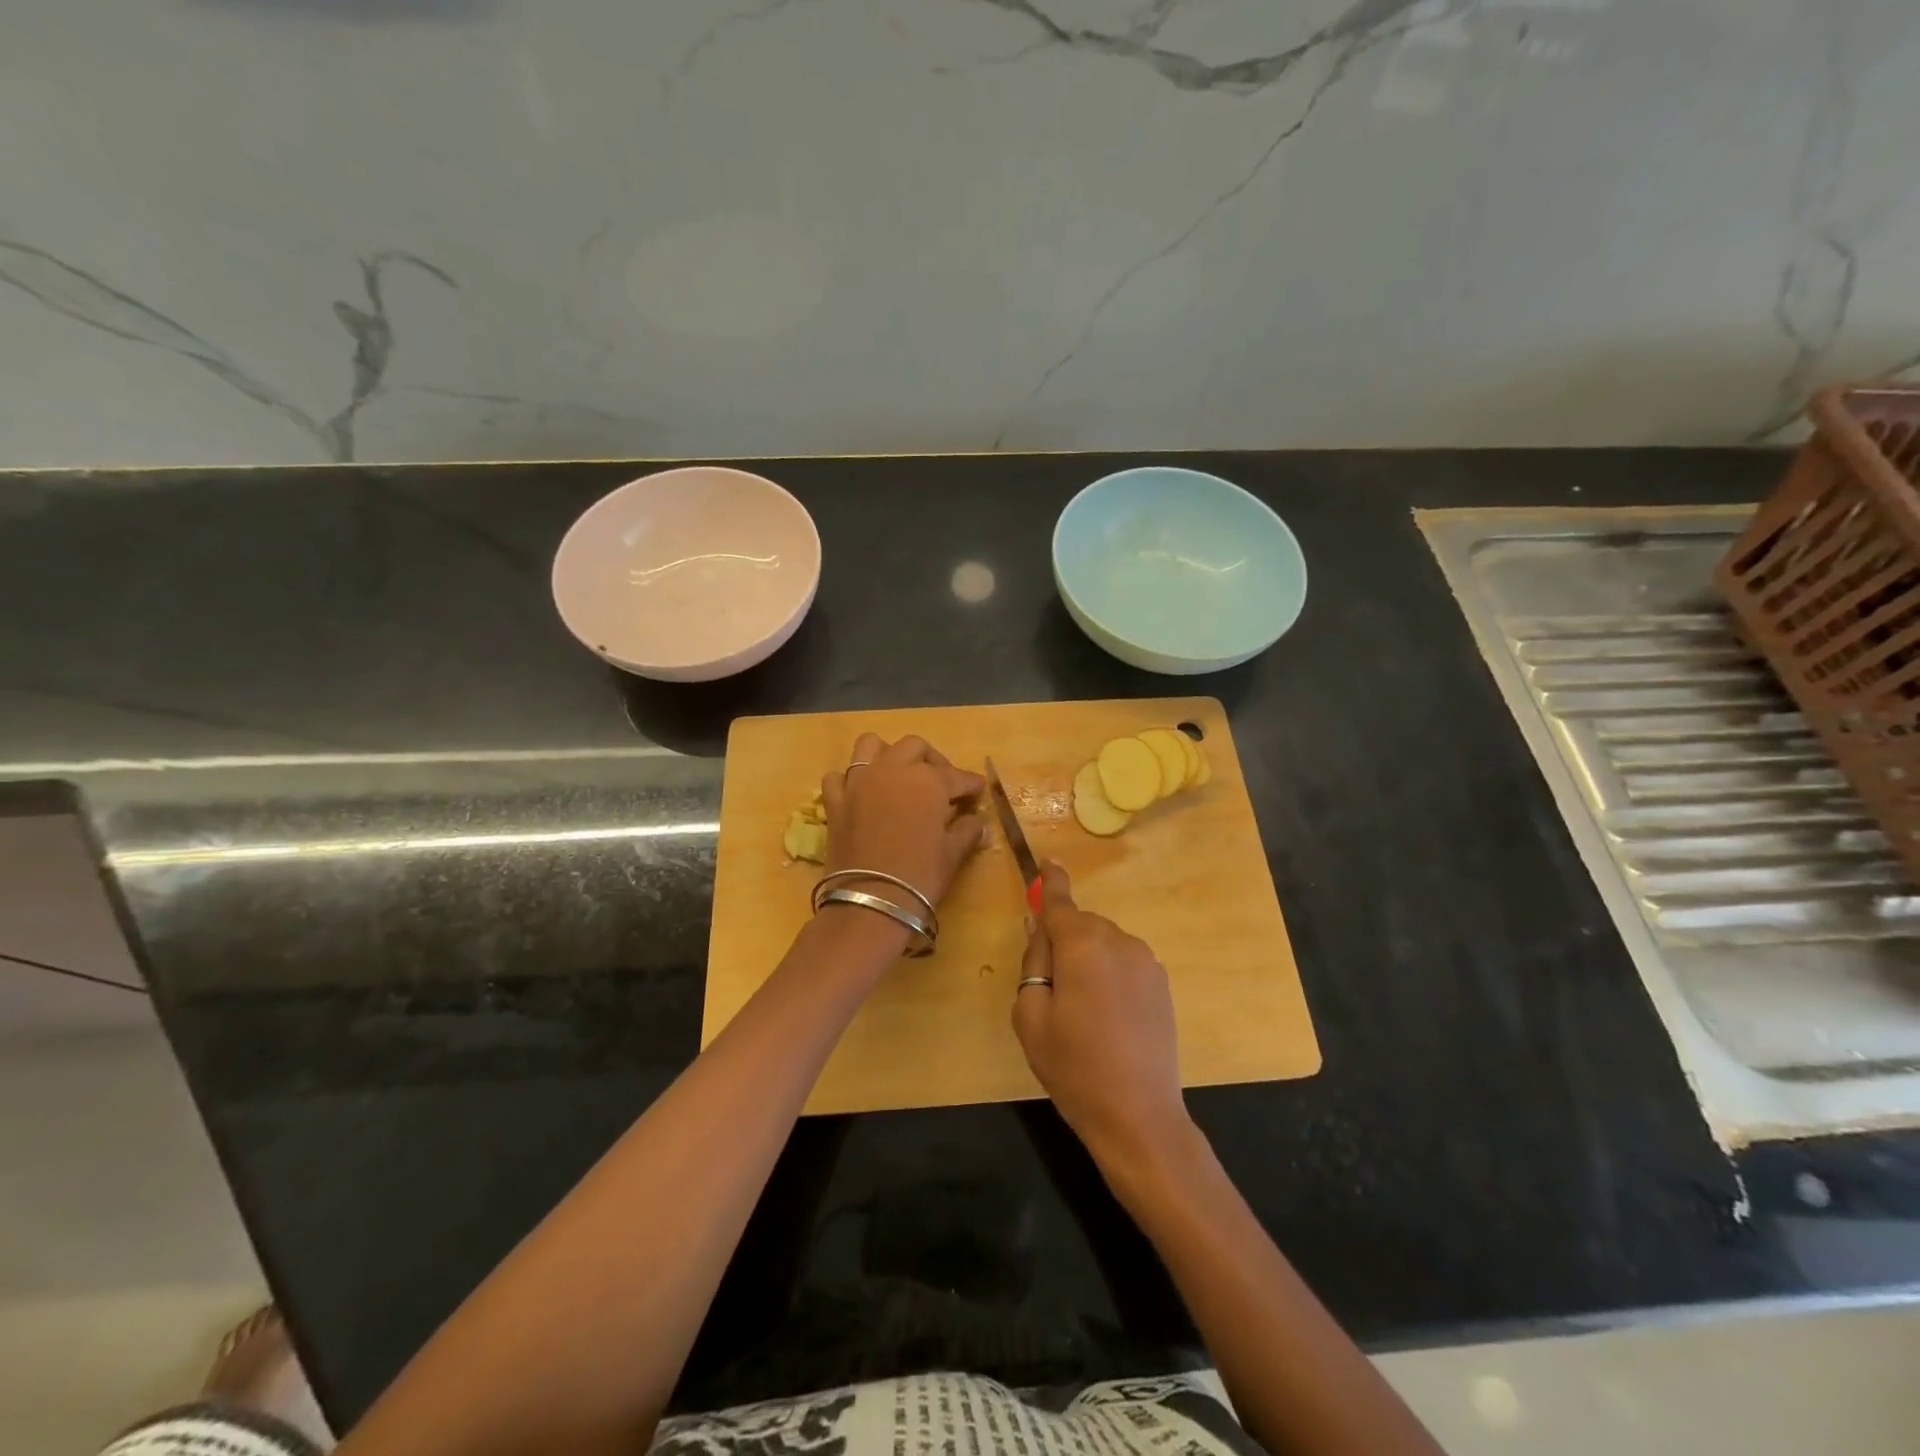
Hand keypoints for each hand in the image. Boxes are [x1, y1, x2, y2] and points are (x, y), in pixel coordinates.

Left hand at [821, 734, 986, 912]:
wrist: (871, 901)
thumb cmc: (921, 876)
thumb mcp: (952, 854)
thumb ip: (968, 831)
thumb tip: (979, 823)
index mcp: (928, 780)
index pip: (956, 776)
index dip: (970, 783)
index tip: (978, 789)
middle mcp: (893, 770)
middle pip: (914, 748)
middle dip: (931, 760)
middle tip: (941, 783)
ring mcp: (859, 782)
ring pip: (871, 746)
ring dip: (887, 754)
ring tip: (898, 775)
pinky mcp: (835, 801)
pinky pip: (838, 777)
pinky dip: (850, 781)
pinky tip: (861, 795)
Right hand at [1012, 862, 1192, 1169]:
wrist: (1138, 1115)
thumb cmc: (1073, 1066)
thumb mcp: (1031, 1016)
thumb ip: (1033, 962)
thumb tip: (1040, 930)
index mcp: (1081, 945)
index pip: (1060, 903)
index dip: (1051, 881)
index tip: (1048, 861)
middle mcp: (1118, 941)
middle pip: (1081, 926)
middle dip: (1063, 942)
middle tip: (1051, 990)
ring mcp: (1145, 961)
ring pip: (1103, 943)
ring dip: (1088, 960)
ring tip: (1083, 1012)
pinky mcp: (1161, 982)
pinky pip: (1124, 962)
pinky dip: (1109, 974)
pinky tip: (1109, 1017)